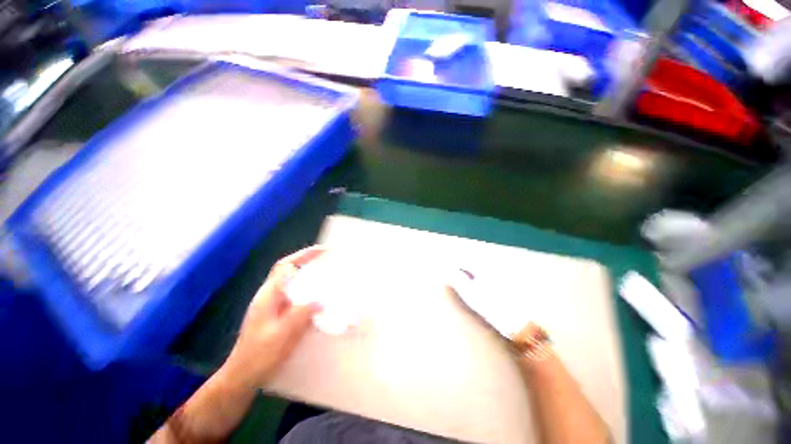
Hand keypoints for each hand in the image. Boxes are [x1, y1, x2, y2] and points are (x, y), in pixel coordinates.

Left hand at [222, 246, 325, 388]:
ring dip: (308, 274)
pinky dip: (308, 289)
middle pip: (289, 269)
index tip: (323, 250)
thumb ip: (301, 315)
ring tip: (326, 273)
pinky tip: (317, 297)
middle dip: (308, 260)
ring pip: (292, 281)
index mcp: (268, 296)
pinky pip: (295, 294)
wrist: (242, 375)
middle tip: (328, 258)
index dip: (303, 255)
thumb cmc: (259, 356)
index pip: (285, 266)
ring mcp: (272, 304)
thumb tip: (321, 300)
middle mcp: (269, 295)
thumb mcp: (281, 335)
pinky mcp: (277, 313)